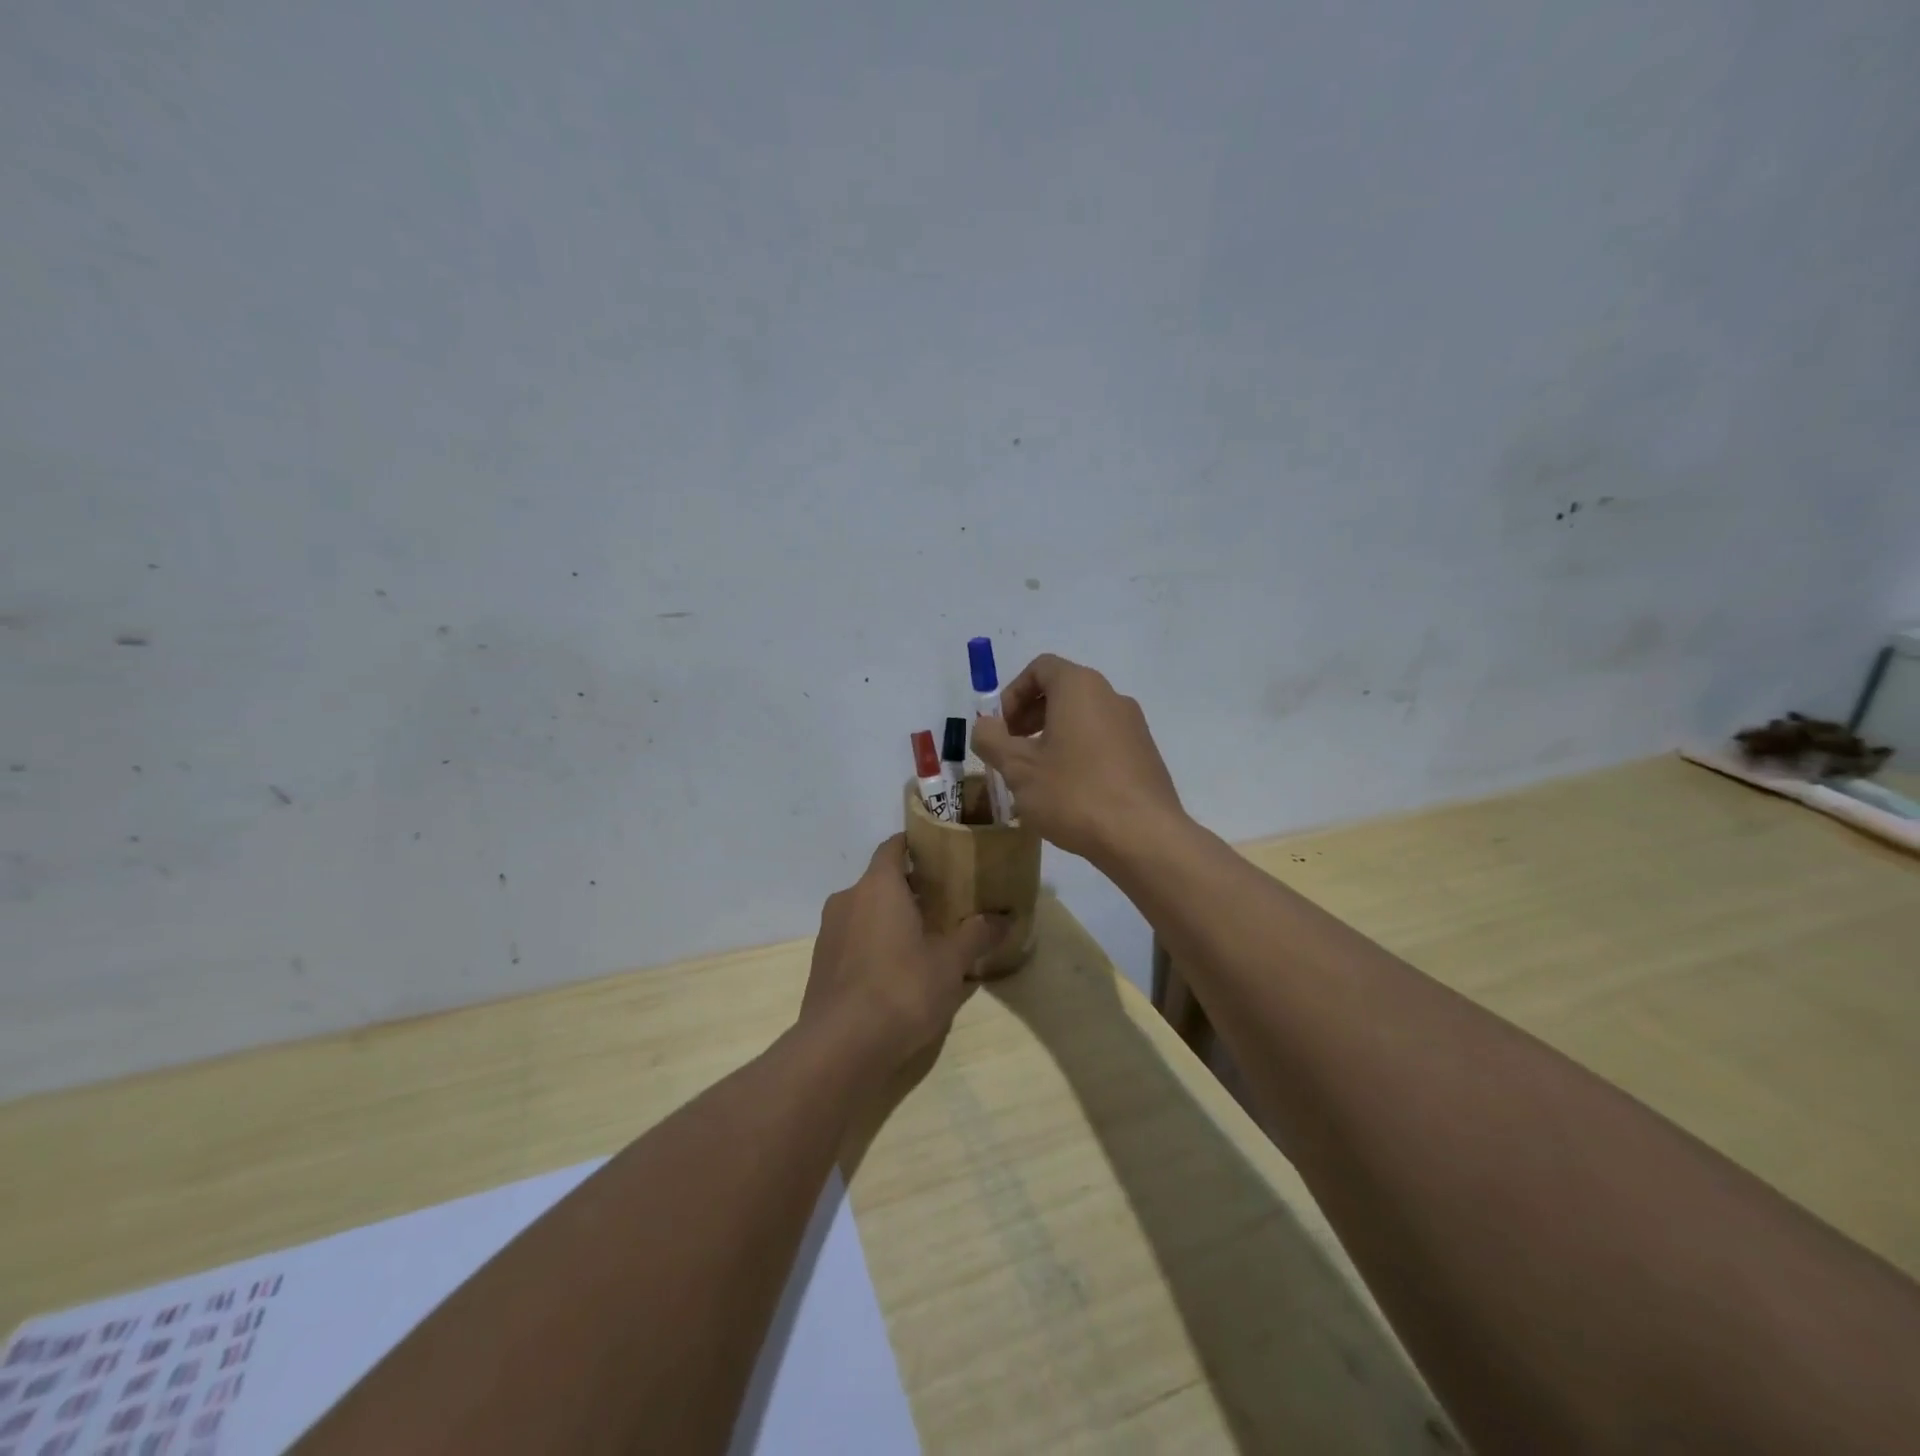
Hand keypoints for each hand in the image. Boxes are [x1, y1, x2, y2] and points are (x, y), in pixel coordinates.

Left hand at [800, 836, 1008, 1079]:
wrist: (840, 1047)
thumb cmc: (901, 989)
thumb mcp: (950, 963)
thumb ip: (976, 935)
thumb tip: (1004, 918)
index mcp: (878, 886)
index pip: (893, 846)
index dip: (916, 845)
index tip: (941, 853)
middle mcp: (848, 899)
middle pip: (881, 880)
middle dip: (911, 888)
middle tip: (946, 902)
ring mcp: (829, 932)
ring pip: (866, 911)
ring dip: (891, 918)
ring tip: (925, 938)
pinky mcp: (821, 963)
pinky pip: (853, 939)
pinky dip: (874, 943)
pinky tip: (897, 971)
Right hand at [970, 653, 1184, 864]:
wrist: (1143, 837)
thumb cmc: (1074, 793)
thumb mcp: (1018, 768)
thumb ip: (991, 740)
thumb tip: (985, 726)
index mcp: (1080, 687)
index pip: (1040, 668)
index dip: (1012, 693)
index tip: (1000, 728)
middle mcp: (1111, 696)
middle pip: (1062, 691)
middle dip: (1029, 716)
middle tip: (1011, 752)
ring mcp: (1134, 726)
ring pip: (1082, 719)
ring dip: (1052, 738)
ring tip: (1036, 777)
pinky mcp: (1145, 755)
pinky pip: (1102, 742)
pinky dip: (1078, 754)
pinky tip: (1068, 793)